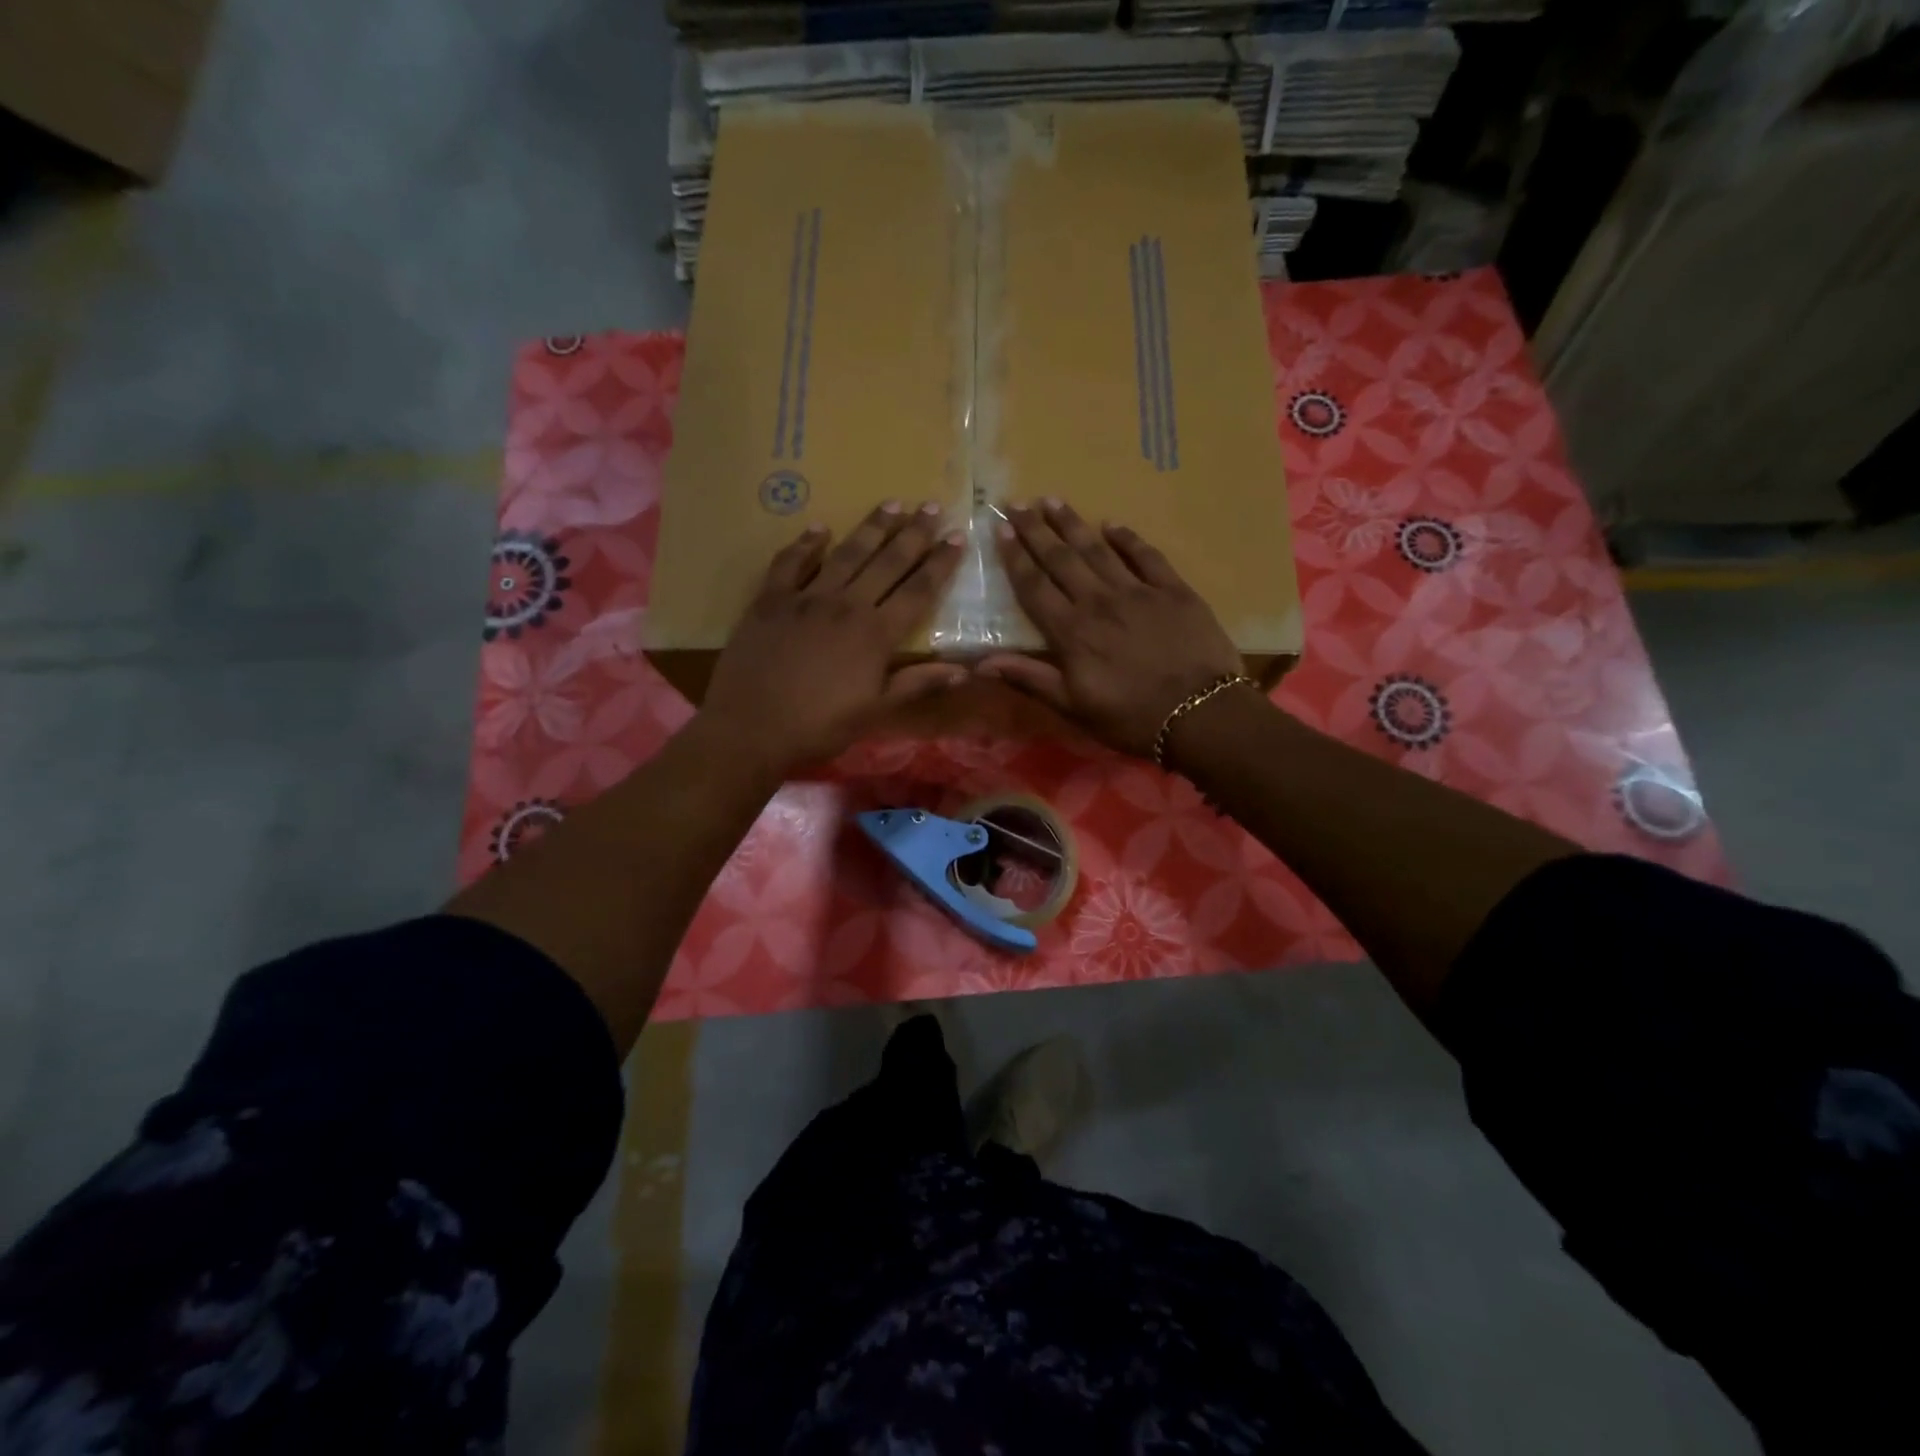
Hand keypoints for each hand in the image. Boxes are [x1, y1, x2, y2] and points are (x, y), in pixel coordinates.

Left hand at [701, 501, 967, 774]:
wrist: (751, 728)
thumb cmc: (819, 726)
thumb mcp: (876, 712)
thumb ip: (918, 684)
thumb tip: (964, 670)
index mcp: (876, 634)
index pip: (918, 590)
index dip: (940, 563)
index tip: (957, 537)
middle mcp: (846, 605)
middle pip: (886, 562)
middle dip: (913, 533)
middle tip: (931, 507)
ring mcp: (806, 598)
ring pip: (846, 554)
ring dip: (871, 528)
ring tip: (891, 504)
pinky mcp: (770, 600)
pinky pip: (790, 563)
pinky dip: (805, 544)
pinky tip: (818, 528)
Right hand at [978, 499, 1245, 757]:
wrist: (1201, 715)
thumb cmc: (1131, 718)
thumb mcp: (1074, 707)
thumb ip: (1030, 679)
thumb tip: (981, 662)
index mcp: (1071, 632)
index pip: (1035, 586)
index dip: (1016, 558)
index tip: (1000, 531)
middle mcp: (1099, 602)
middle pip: (1061, 559)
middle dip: (1036, 530)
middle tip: (1017, 504)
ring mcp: (1138, 592)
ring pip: (1098, 550)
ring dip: (1073, 524)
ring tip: (1053, 501)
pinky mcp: (1174, 590)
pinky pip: (1146, 556)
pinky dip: (1128, 538)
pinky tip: (1113, 525)